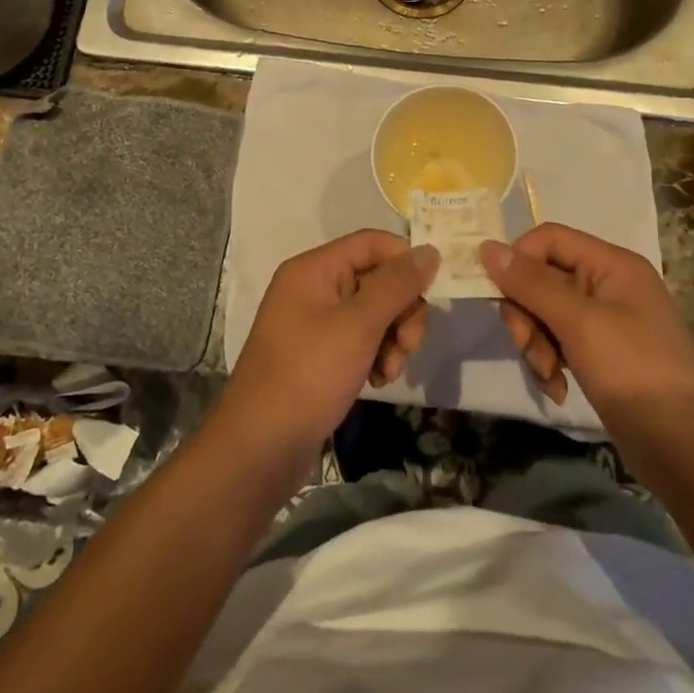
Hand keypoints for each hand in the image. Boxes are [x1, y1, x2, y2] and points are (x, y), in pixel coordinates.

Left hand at [218, 231, 438, 462]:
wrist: (260, 449)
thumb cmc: (308, 376)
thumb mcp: (358, 326)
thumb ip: (396, 285)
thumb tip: (430, 250)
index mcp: (314, 269)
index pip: (373, 243)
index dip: (405, 261)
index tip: (432, 293)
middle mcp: (314, 288)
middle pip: (377, 278)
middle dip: (402, 310)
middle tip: (408, 345)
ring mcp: (316, 322)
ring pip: (375, 312)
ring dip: (393, 338)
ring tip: (390, 371)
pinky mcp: (321, 353)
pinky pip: (361, 339)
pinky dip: (377, 356)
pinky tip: (378, 381)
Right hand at [480, 224, 693, 431]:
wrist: (685, 449)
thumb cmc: (633, 372)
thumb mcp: (579, 323)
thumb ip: (531, 283)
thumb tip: (487, 247)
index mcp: (612, 264)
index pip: (549, 239)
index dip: (518, 261)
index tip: (499, 297)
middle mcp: (609, 284)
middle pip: (544, 277)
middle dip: (527, 314)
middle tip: (528, 347)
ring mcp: (607, 320)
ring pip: (547, 312)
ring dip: (537, 343)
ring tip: (549, 375)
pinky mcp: (603, 353)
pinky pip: (561, 341)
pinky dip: (551, 361)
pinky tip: (557, 388)